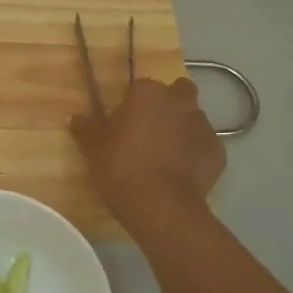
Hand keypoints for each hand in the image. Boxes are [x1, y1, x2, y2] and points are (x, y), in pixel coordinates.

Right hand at [71, 76, 225, 231]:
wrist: (161, 206)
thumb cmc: (121, 168)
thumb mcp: (93, 149)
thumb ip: (85, 128)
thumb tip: (73, 117)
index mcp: (148, 93)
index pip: (141, 87)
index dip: (132, 105)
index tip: (123, 124)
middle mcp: (179, 102)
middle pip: (177, 93)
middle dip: (167, 106)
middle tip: (149, 131)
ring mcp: (203, 126)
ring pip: (193, 119)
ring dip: (182, 130)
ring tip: (165, 156)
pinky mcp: (218, 152)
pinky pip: (204, 147)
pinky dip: (195, 155)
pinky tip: (180, 174)